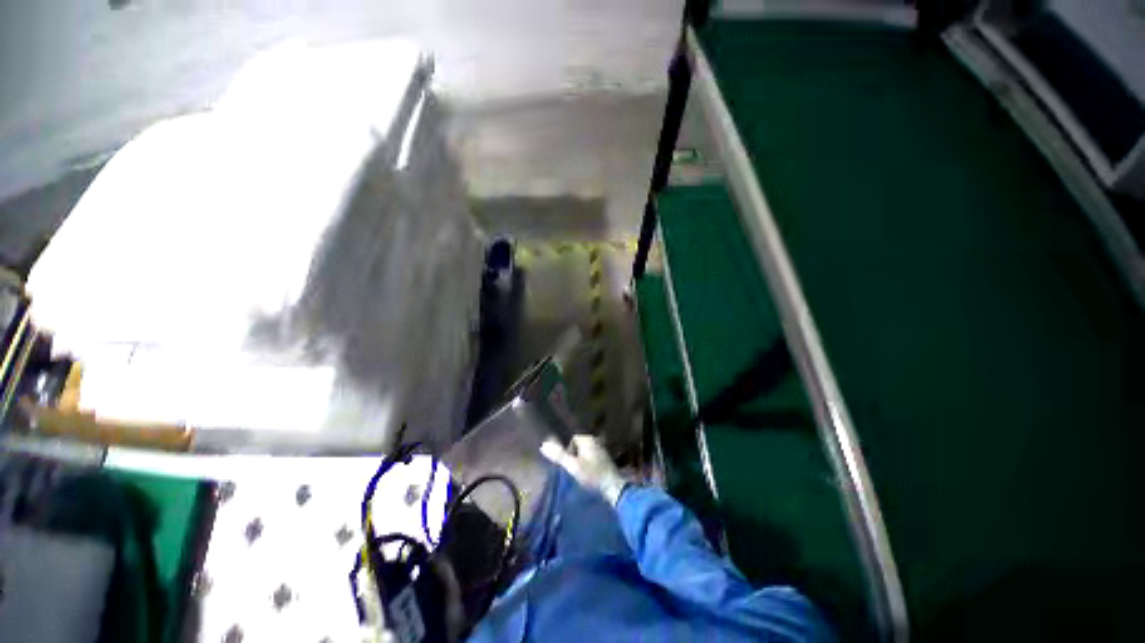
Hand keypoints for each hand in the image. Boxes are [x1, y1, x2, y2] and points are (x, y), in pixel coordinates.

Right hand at [540, 434, 627, 504]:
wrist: (613, 488)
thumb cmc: (592, 475)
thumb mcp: (573, 466)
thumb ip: (559, 455)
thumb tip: (543, 445)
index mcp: (588, 439)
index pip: (572, 439)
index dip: (567, 450)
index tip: (568, 464)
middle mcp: (596, 441)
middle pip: (578, 445)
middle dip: (574, 455)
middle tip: (573, 469)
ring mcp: (601, 450)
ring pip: (585, 452)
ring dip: (581, 461)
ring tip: (580, 473)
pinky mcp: (605, 460)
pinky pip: (592, 458)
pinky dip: (588, 464)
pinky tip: (589, 475)